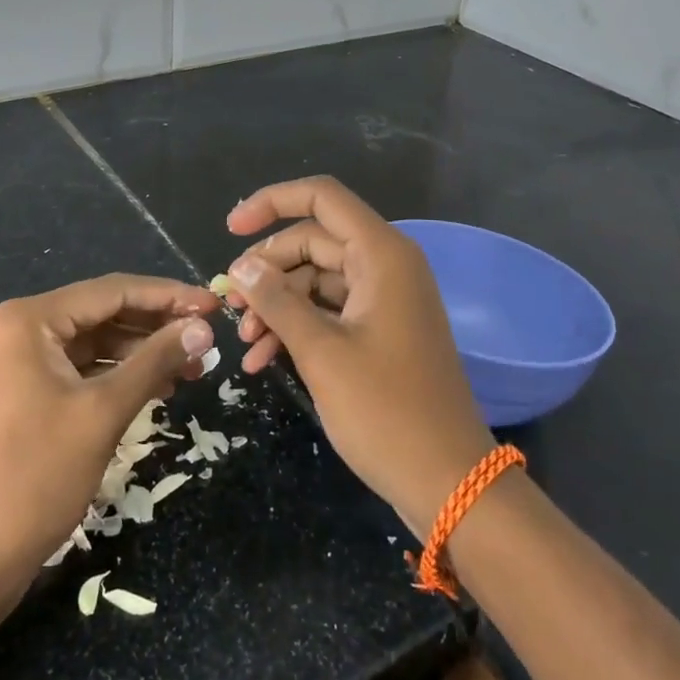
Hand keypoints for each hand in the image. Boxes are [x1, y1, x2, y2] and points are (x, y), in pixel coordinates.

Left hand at [0, 275, 217, 579]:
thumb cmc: (38, 475)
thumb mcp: (104, 411)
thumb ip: (156, 361)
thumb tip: (203, 328)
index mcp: (28, 320)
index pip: (112, 291)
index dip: (168, 296)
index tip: (214, 304)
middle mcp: (20, 327)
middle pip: (104, 312)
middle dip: (157, 325)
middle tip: (208, 338)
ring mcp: (20, 360)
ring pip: (96, 341)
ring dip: (143, 351)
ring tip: (193, 366)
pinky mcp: (25, 389)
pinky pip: (82, 367)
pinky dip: (119, 374)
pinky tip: (159, 386)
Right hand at [224, 178, 494, 538]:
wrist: (450, 482)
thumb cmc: (387, 412)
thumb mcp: (321, 352)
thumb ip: (276, 301)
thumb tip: (240, 268)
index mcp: (381, 254)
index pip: (321, 198)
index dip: (272, 203)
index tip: (230, 230)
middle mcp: (386, 265)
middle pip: (313, 241)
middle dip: (267, 270)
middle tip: (231, 306)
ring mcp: (385, 299)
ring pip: (316, 280)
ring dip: (277, 305)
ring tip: (245, 343)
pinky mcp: (381, 331)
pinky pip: (329, 311)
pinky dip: (297, 328)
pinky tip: (263, 361)